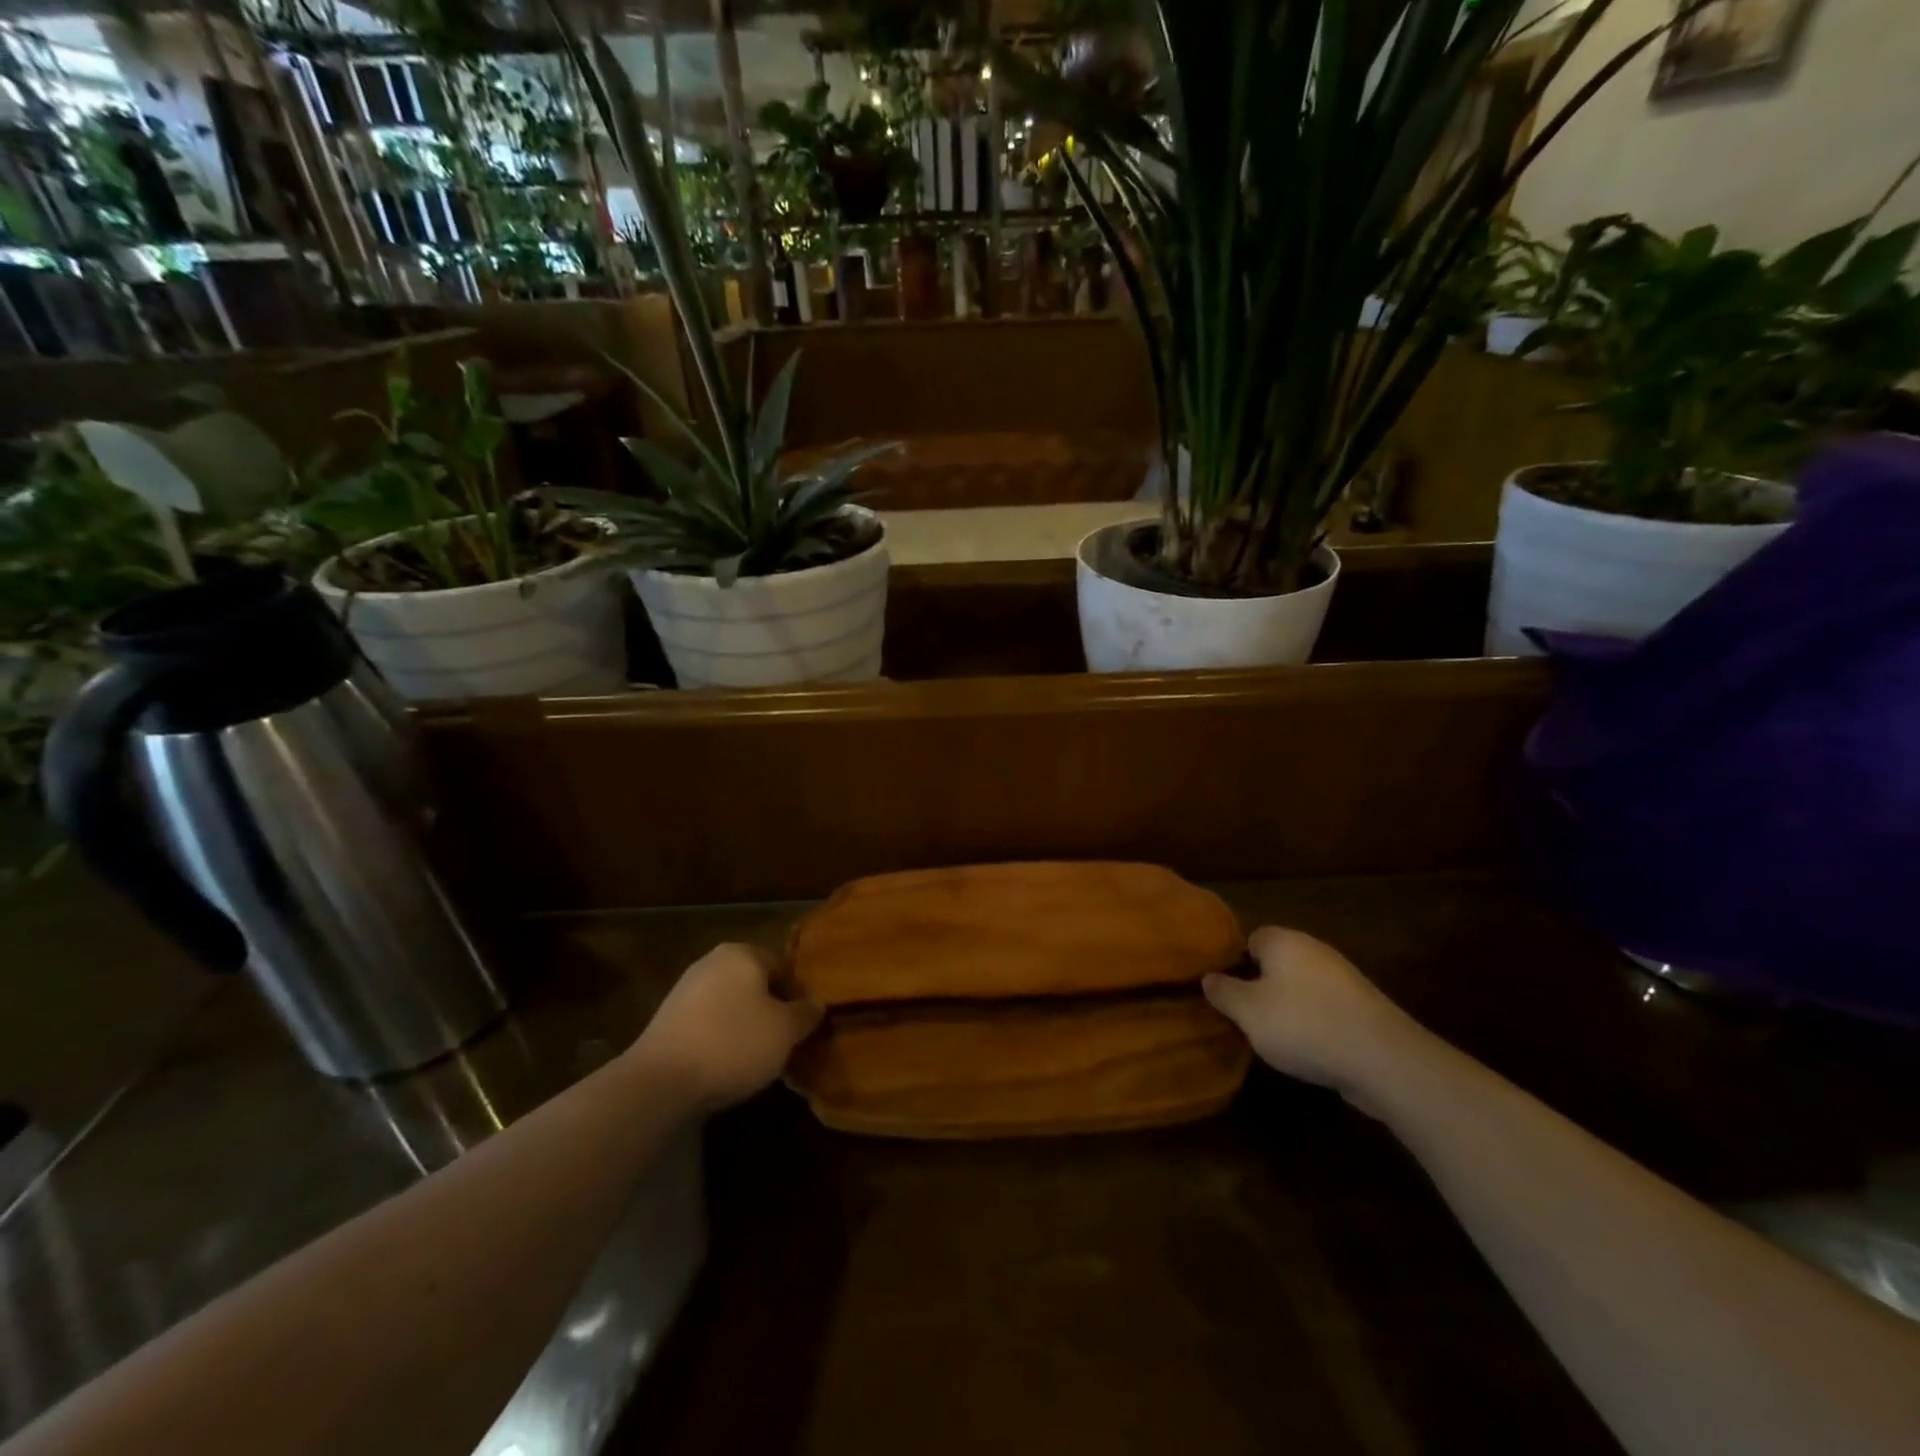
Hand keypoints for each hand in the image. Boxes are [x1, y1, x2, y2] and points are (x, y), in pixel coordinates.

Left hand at [630, 943, 821, 1111]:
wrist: (661, 1083)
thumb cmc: (734, 1043)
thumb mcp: (785, 1030)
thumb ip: (805, 1013)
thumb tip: (816, 1004)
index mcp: (742, 953)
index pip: (782, 967)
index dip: (797, 996)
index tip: (803, 1026)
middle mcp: (711, 962)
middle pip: (754, 985)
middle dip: (769, 1011)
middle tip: (782, 1042)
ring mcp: (684, 991)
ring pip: (729, 1005)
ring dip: (744, 1027)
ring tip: (756, 1059)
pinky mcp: (666, 1021)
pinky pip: (706, 1025)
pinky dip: (719, 1040)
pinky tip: (725, 1066)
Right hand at [1202, 926, 1426, 1109]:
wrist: (1383, 1059)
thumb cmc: (1303, 1024)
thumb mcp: (1248, 1012)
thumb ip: (1224, 992)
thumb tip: (1209, 977)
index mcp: (1283, 941)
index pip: (1250, 939)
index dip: (1234, 962)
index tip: (1222, 989)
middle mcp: (1314, 950)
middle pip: (1276, 963)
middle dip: (1260, 986)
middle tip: (1242, 1015)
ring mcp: (1343, 979)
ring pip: (1301, 987)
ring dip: (1288, 1008)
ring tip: (1272, 1037)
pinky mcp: (1363, 1009)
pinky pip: (1325, 1009)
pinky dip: (1314, 1024)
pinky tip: (1307, 1049)